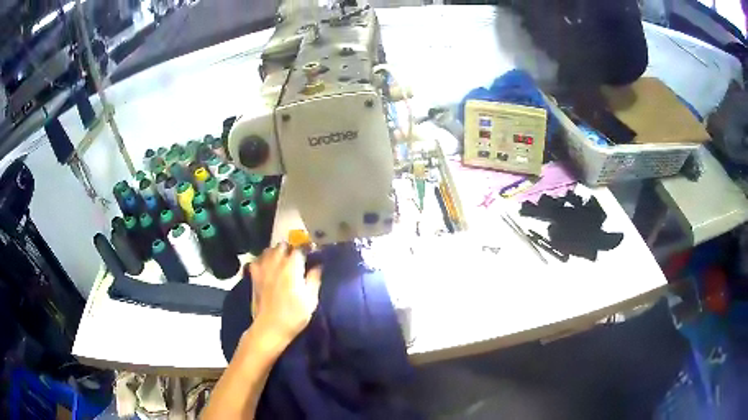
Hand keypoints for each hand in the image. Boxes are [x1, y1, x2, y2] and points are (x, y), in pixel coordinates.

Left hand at [248, 244, 321, 348]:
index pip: (300, 248)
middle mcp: (276, 262)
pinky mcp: (254, 276)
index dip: (307, 249)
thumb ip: (314, 279)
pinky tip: (267, 267)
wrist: (270, 327)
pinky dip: (262, 260)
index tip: (312, 254)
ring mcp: (262, 268)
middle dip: (290, 249)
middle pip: (283, 245)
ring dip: (276, 252)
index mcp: (292, 266)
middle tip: (297, 259)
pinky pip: (257, 260)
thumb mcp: (311, 299)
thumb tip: (318, 265)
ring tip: (282, 261)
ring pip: (269, 250)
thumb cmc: (294, 315)